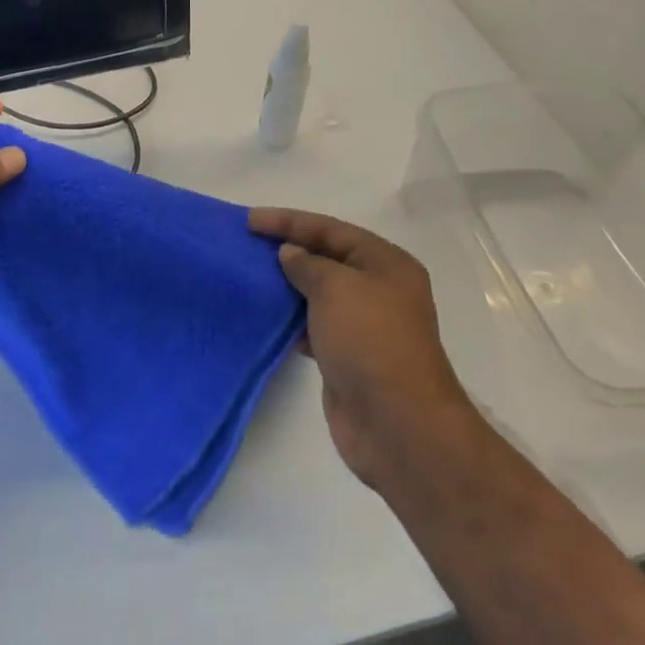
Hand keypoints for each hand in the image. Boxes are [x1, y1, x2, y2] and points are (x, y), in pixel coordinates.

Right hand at [249, 208, 475, 491]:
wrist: (397, 423)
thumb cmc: (369, 340)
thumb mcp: (335, 287)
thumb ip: (307, 264)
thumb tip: (290, 254)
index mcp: (386, 263)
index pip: (331, 229)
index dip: (289, 222)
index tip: (250, 221)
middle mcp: (379, 289)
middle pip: (326, 258)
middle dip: (288, 250)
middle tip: (246, 245)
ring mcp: (365, 325)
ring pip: (319, 293)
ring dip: (287, 285)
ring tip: (249, 276)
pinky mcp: (348, 356)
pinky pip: (314, 325)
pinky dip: (291, 319)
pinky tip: (266, 316)